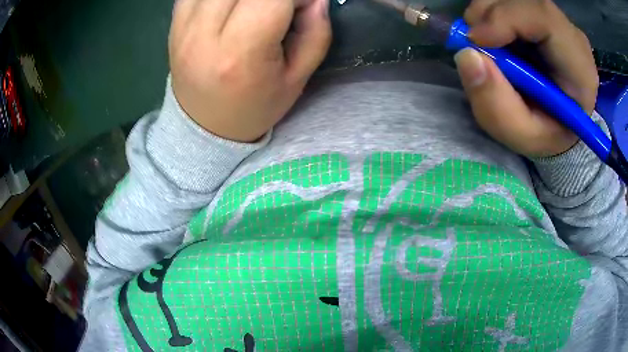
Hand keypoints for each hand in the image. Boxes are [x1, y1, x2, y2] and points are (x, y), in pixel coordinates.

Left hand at [169, 0, 331, 141]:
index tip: (301, 7)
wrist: (204, 124)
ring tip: (253, 9)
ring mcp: (183, 26)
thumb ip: (316, 32)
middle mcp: (204, 33)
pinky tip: (230, 6)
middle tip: (277, 8)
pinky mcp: (174, 23)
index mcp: (241, 52)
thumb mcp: (297, 79)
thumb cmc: (254, 106)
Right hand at [454, 0, 598, 157]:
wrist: (559, 123)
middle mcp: (572, 37)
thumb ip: (496, 106)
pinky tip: (496, 38)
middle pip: (526, 1)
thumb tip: (466, 56)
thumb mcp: (521, 135)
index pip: (544, 18)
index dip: (505, 18)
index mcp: (580, 70)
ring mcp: (559, 21)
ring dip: (488, 14)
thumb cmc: (546, 134)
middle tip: (473, 42)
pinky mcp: (544, 15)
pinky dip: (493, 14)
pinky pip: (512, 1)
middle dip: (490, 14)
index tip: (475, 40)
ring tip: (486, 44)